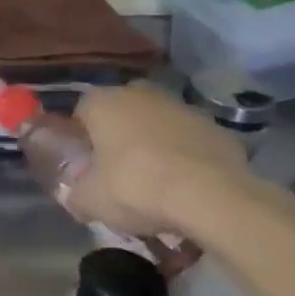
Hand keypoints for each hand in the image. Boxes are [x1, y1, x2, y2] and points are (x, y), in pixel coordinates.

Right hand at [68, 81, 252, 237]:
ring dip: (154, 144)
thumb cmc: (135, 188)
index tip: (87, 164)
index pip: (81, 112)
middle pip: (121, 113)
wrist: (213, 199)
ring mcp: (183, 108)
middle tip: (119, 170)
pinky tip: (187, 186)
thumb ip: (77, 195)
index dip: (82, 139)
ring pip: (158, 124)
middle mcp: (140, 94)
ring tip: (157, 182)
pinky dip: (186, 157)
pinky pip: (190, 141)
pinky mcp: (218, 128)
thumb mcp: (89, 201)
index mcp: (102, 103)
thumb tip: (78, 199)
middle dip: (119, 135)